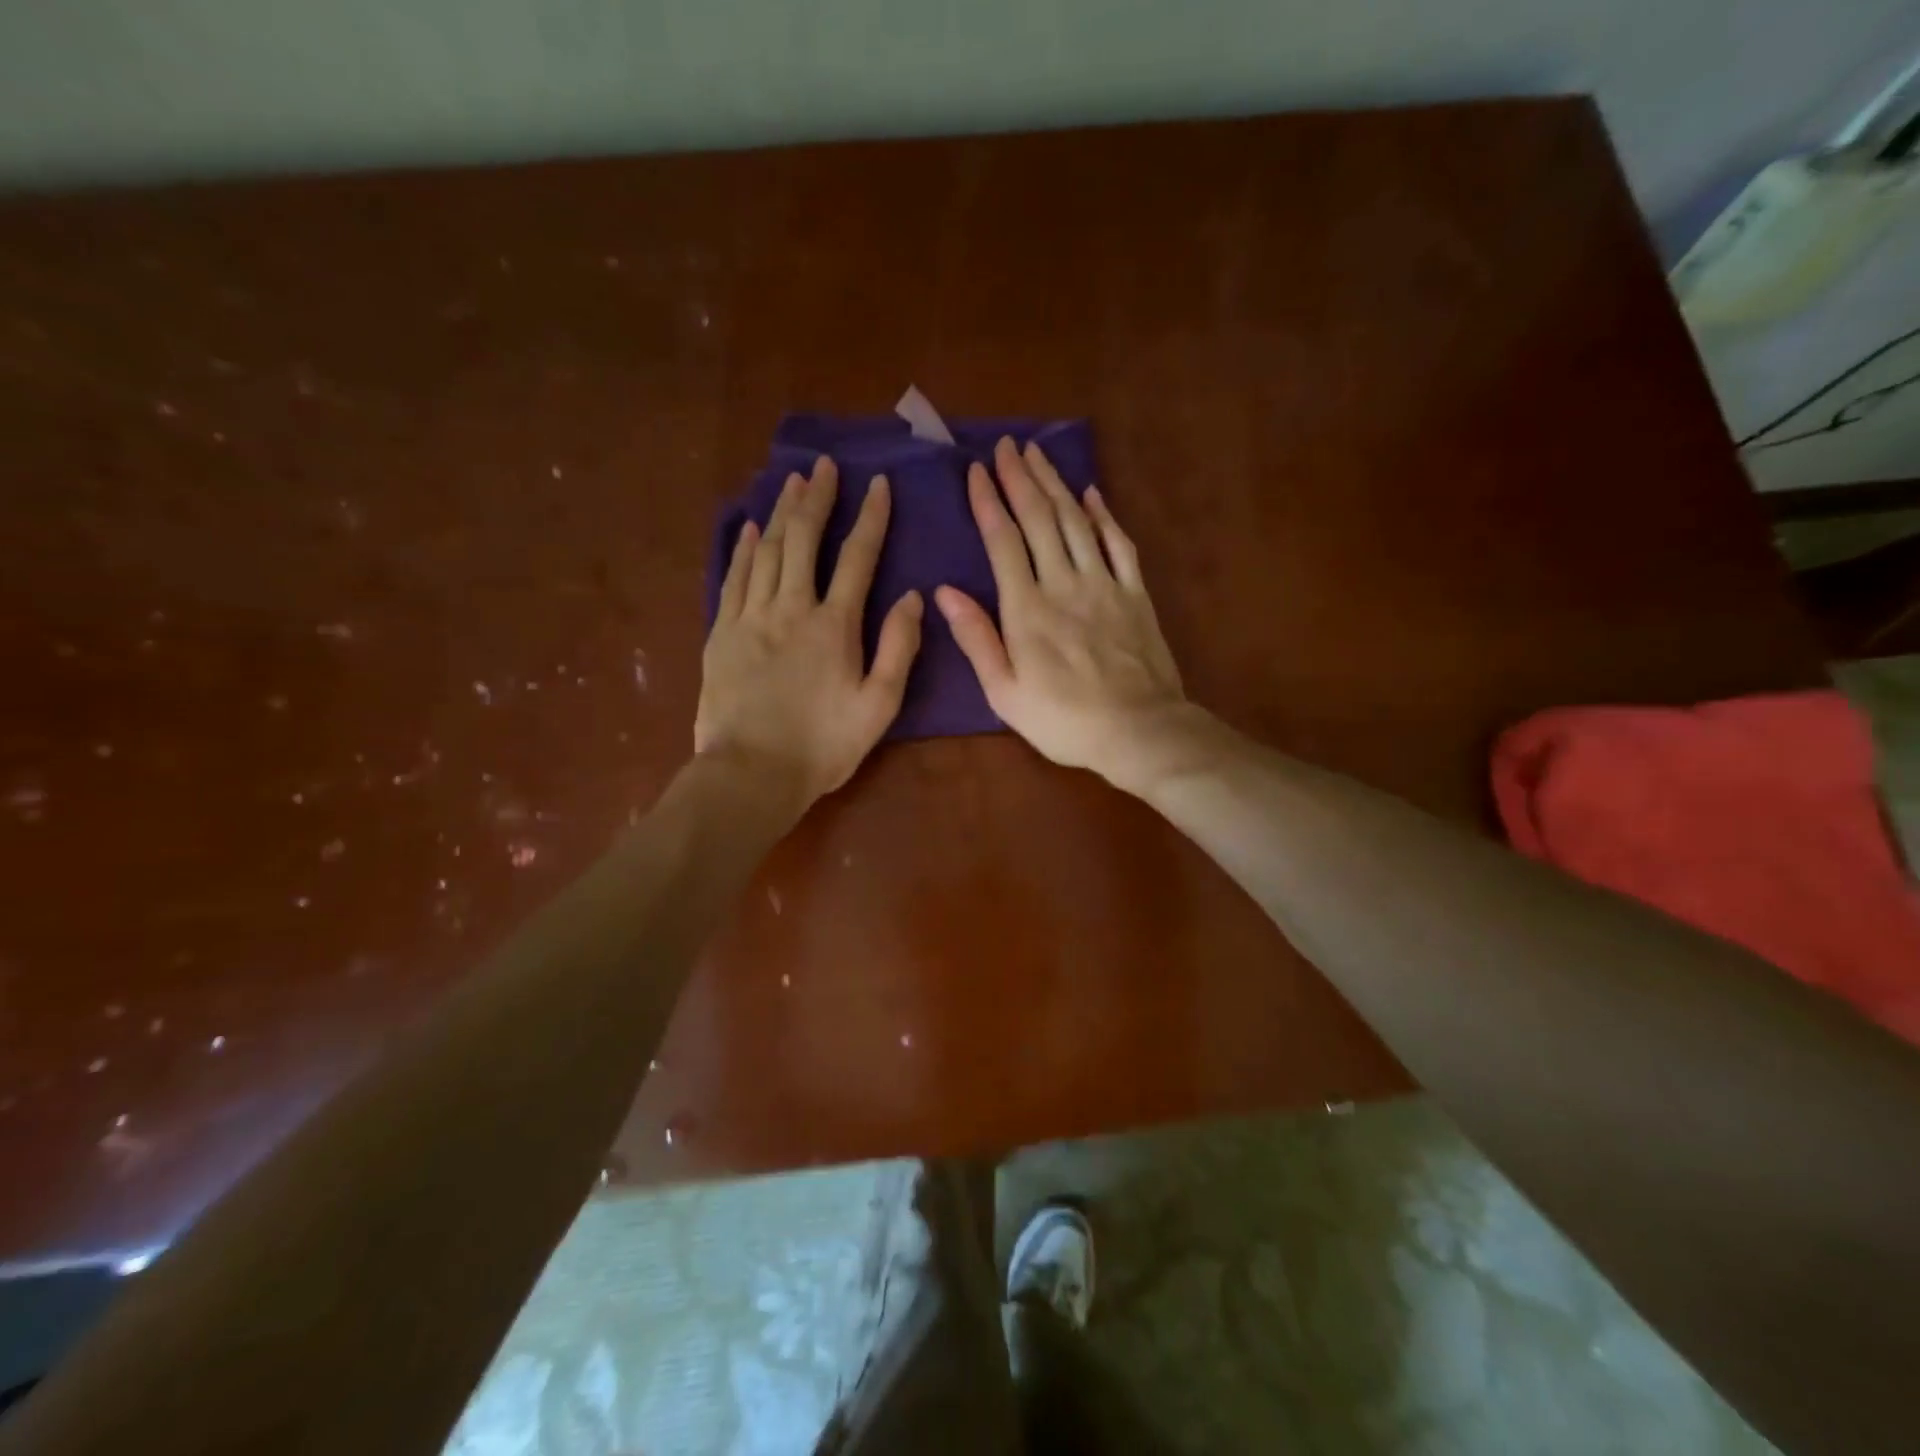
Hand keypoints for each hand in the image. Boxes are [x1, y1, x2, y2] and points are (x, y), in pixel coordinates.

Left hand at [697, 457, 923, 806]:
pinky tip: (750, 528)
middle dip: (818, 498)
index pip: (858, 557)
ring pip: (767, 550)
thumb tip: (913, 597)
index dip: (871, 518)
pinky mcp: (722, 633)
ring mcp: (751, 617)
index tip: (878, 484)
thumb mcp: (878, 705)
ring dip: (781, 512)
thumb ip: (898, 648)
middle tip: (824, 466)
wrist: (751, 773)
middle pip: (805, 539)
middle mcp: (792, 608)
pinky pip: (734, 577)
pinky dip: (743, 549)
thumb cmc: (823, 746)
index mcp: (835, 625)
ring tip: (791, 482)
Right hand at [935, 438, 1189, 791]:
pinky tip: (1092, 494)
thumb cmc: (1063, 720)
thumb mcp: (1005, 693)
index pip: (1003, 541)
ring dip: (1057, 484)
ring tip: (1040, 454)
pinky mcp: (1135, 594)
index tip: (977, 470)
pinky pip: (1119, 544)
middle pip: (1040, 519)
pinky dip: (1104, 516)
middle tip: (1008, 446)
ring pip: (1076, 522)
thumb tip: (944, 592)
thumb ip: (976, 639)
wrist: (1139, 730)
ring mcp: (1104, 585)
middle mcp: (1064, 584)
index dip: (989, 502)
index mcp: (1027, 609)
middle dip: (1021, 478)